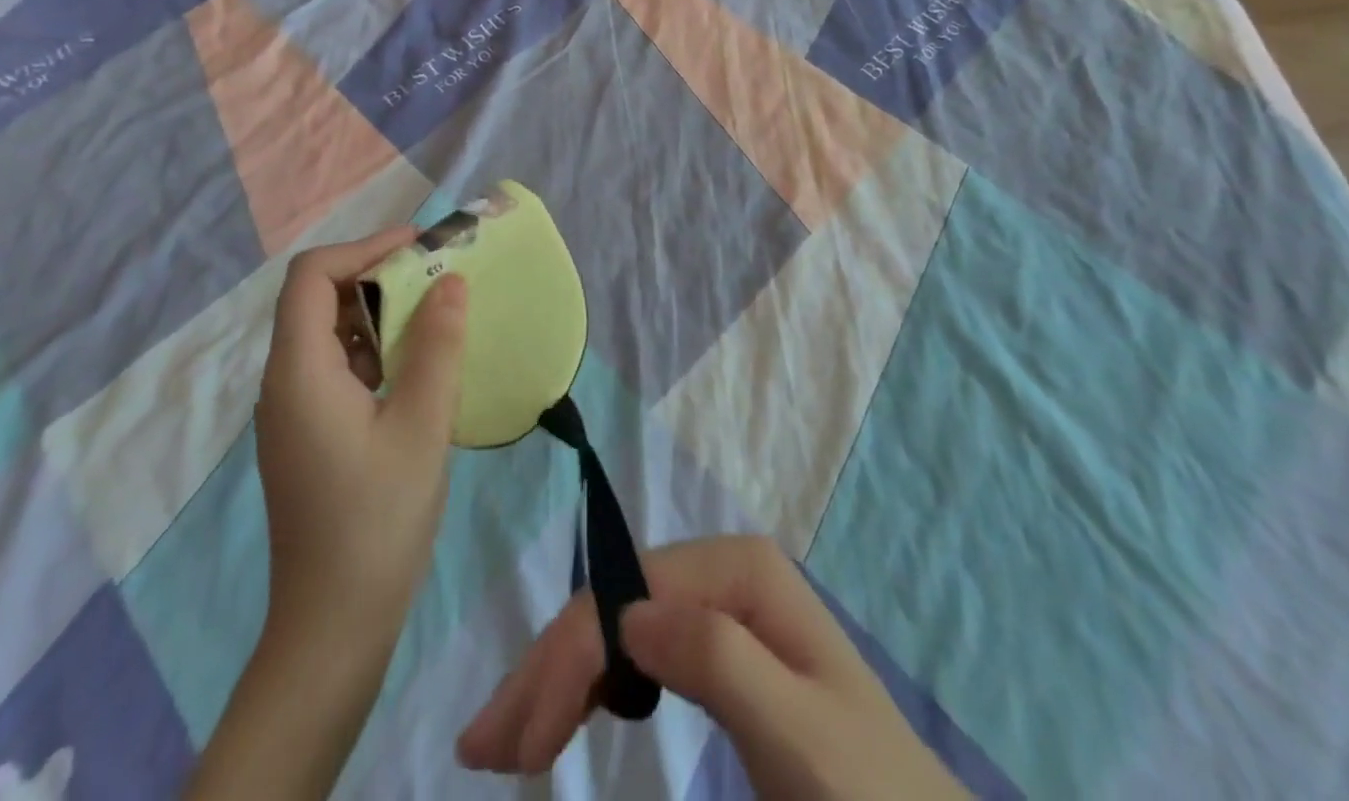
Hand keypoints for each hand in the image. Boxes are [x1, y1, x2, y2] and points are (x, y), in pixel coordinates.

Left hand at [255, 226, 467, 638]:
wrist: (335, 625)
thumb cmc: (378, 519)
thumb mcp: (422, 425)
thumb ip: (437, 346)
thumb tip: (452, 281)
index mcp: (299, 372)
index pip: (311, 276)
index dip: (363, 248)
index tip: (419, 248)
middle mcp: (283, 383)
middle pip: (317, 299)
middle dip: (377, 276)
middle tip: (437, 277)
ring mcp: (292, 411)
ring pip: (328, 333)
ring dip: (378, 313)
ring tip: (435, 315)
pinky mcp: (308, 434)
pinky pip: (335, 367)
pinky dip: (373, 349)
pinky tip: (415, 368)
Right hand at [456, 536, 957, 800]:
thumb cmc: (866, 790)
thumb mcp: (799, 734)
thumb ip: (720, 659)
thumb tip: (629, 614)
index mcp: (739, 569)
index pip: (628, 600)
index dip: (567, 661)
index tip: (520, 749)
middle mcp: (721, 571)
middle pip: (614, 605)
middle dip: (548, 668)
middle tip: (482, 746)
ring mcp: (717, 607)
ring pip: (617, 628)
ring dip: (559, 677)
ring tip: (504, 739)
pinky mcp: (716, 648)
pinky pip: (637, 653)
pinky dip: (593, 683)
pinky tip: (564, 711)